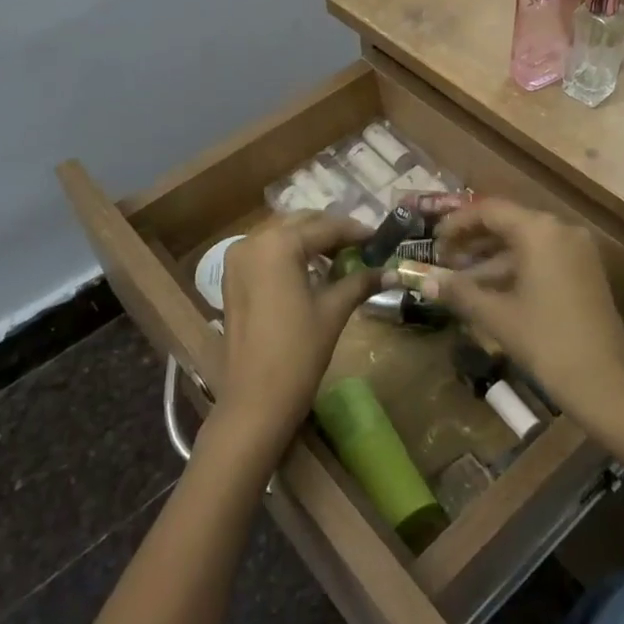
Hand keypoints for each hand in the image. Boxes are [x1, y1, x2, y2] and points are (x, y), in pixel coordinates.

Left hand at [216, 214, 378, 450]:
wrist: (255, 400)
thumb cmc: (298, 352)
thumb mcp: (333, 311)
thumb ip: (360, 282)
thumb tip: (392, 272)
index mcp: (278, 244)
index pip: (324, 227)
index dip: (354, 231)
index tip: (379, 239)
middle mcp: (253, 240)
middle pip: (300, 223)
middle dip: (330, 231)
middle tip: (360, 246)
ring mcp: (237, 258)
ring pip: (280, 234)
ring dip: (309, 240)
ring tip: (339, 257)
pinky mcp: (232, 277)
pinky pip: (265, 250)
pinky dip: (288, 252)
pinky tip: (310, 269)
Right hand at [432, 199, 623, 424]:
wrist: (606, 383)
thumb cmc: (546, 341)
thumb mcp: (496, 315)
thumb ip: (458, 292)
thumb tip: (423, 282)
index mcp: (539, 230)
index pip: (488, 210)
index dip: (456, 223)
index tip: (433, 242)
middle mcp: (560, 230)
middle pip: (507, 222)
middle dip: (472, 240)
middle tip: (443, 260)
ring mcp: (576, 251)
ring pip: (524, 242)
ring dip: (491, 258)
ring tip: (459, 278)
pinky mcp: (584, 271)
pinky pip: (541, 257)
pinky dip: (514, 268)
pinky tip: (489, 290)